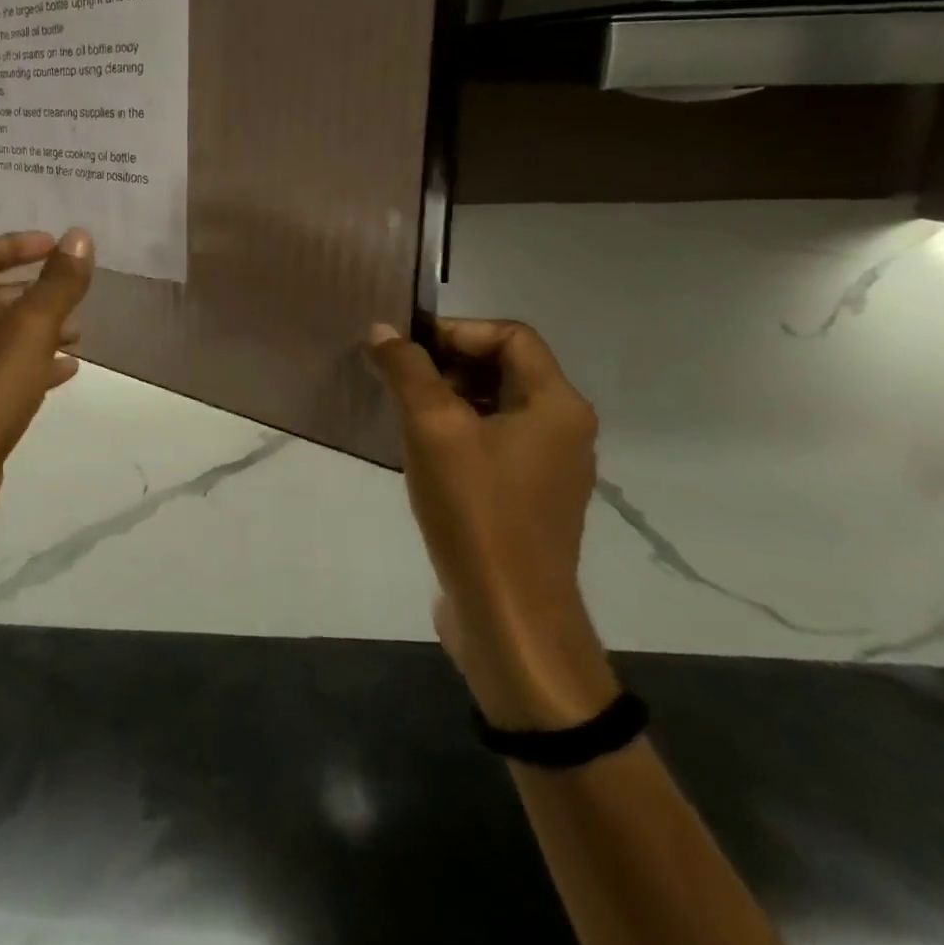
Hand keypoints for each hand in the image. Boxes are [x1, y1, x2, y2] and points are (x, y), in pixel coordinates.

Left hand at [0, 228, 94, 538]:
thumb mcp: (33, 327)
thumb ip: (59, 282)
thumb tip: (79, 236)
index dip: (16, 244)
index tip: (53, 247)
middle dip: (35, 289)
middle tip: (71, 294)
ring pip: (3, 333)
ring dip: (40, 327)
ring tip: (78, 334)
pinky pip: (6, 368)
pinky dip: (35, 362)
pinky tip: (65, 371)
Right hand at [367, 318, 615, 728]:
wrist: (507, 615)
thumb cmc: (476, 510)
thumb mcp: (433, 428)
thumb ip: (408, 370)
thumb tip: (382, 329)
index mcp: (556, 404)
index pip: (510, 335)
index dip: (455, 332)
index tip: (405, 351)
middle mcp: (561, 429)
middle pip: (503, 368)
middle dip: (445, 365)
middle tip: (395, 380)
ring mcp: (545, 467)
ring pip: (492, 407)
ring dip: (444, 399)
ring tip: (398, 413)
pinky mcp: (524, 498)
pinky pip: (489, 443)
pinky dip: (453, 434)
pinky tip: (415, 453)